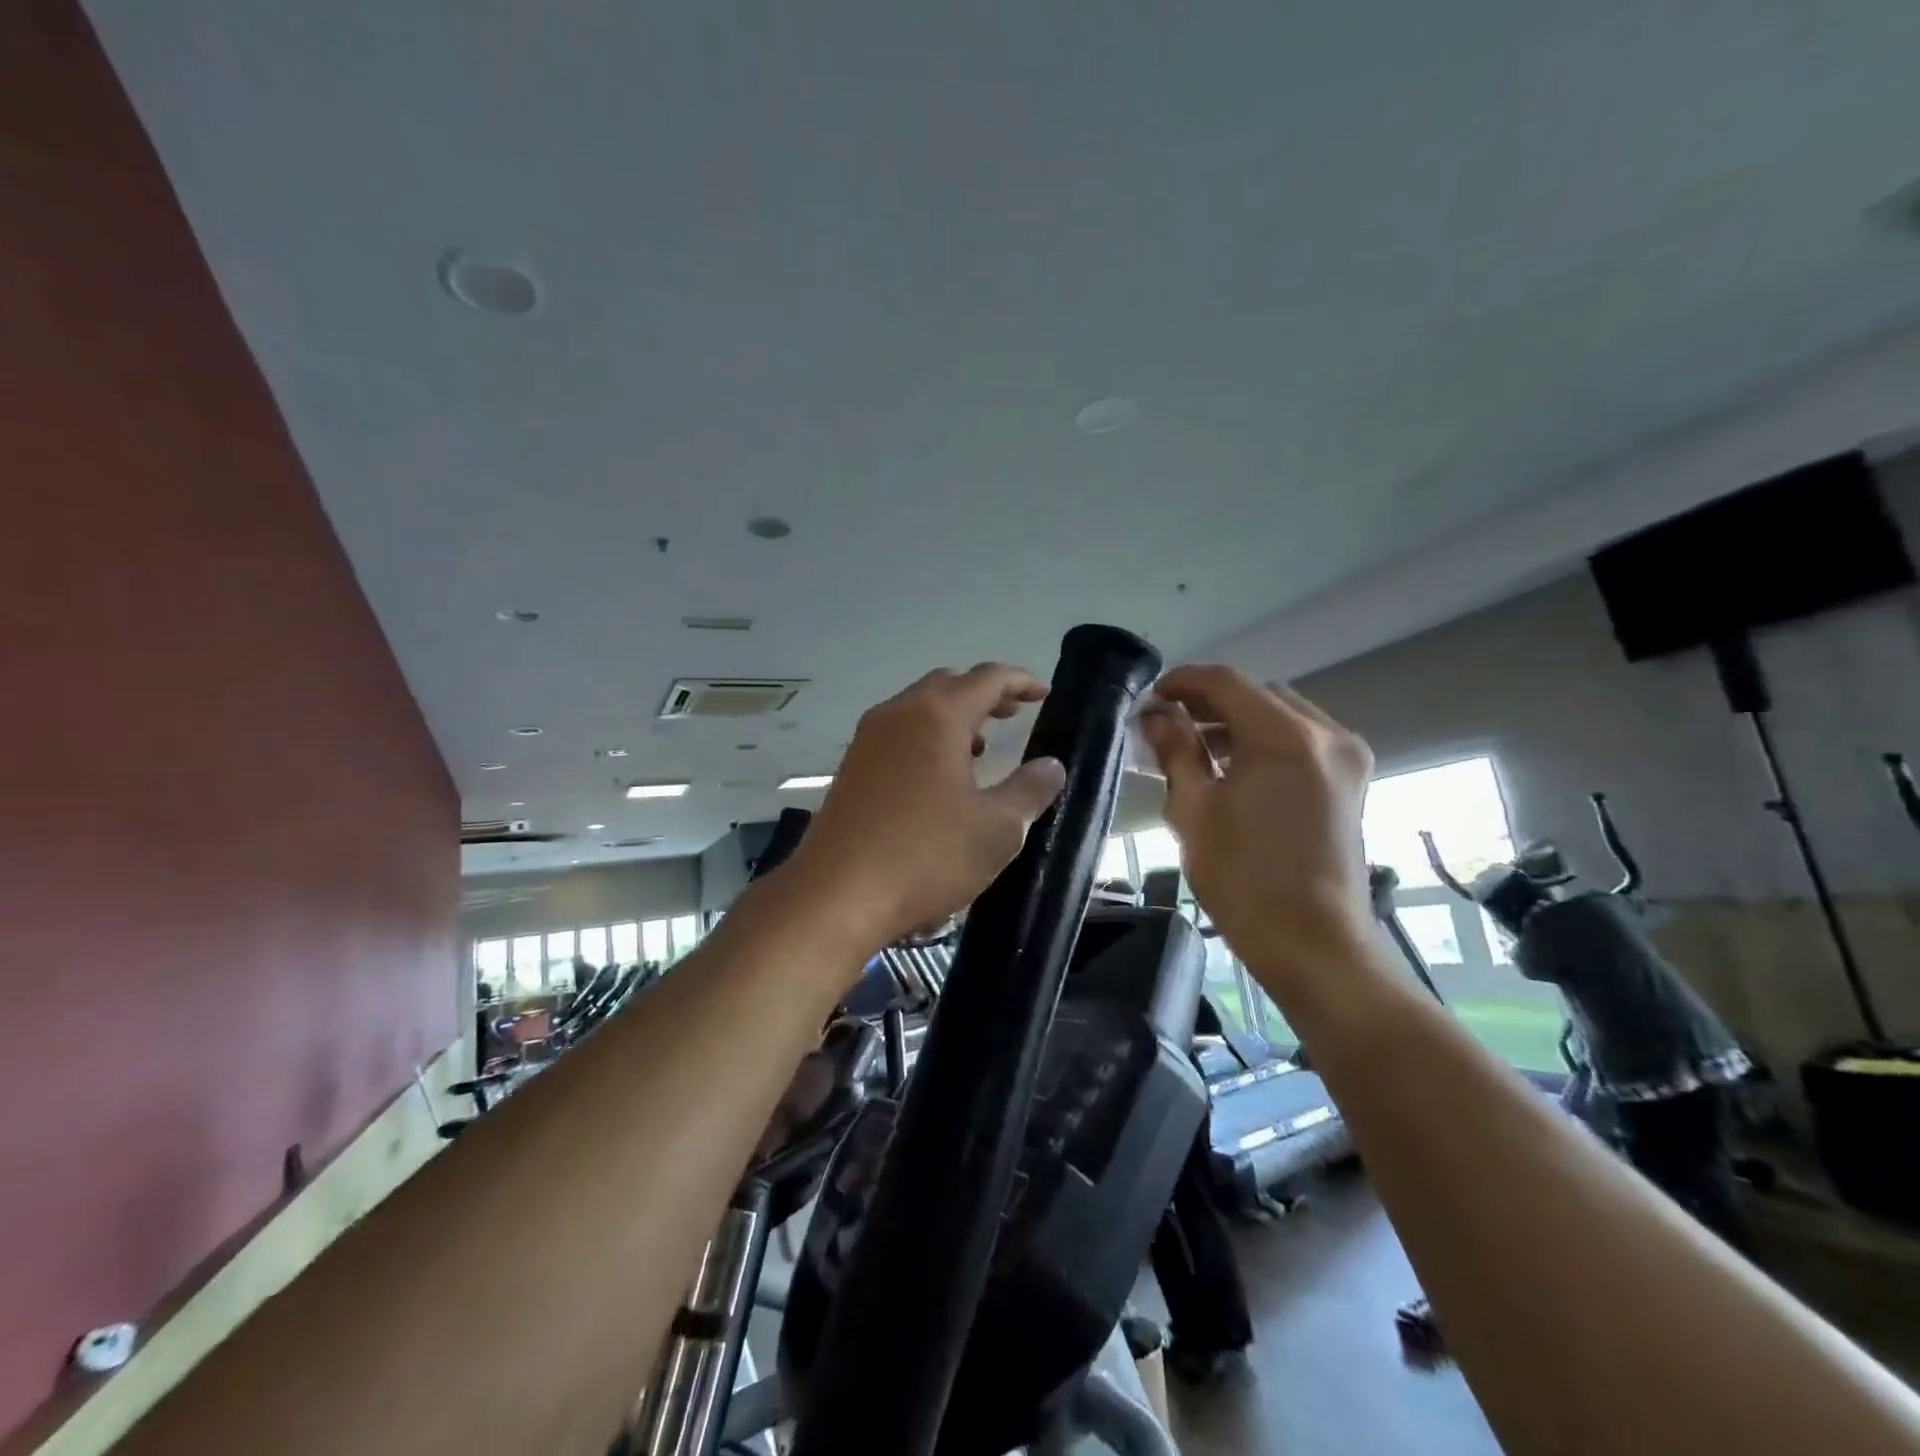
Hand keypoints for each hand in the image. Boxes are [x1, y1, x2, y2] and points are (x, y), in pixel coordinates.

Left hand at [787, 664, 1067, 951]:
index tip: (1043, 694)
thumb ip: (1030, 790)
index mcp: (937, 717)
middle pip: (948, 685)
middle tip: (1013, 715)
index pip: (987, 678)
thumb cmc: (925, 857)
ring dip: (952, 717)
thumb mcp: (996, 830)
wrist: (836, 895)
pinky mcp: (850, 767)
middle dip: (984, 694)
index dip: (1020, 681)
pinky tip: (937, 778)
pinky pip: (896, 733)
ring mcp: (867, 739)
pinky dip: (925, 737)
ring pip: (917, 708)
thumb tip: (1051, 766)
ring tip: (979, 748)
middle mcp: (898, 714)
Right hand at [1141, 666, 1376, 995]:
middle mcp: (1326, 735)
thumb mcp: (1194, 811)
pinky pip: (1302, 740)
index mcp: (1286, 737)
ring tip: (1196, 750)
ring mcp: (1346, 758)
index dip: (1184, 682)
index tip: (1151, 698)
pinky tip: (1234, 770)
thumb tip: (1156, 717)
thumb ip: (1176, 752)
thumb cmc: (1244, 879)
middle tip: (1168, 726)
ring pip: (1282, 714)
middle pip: (1258, 694)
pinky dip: (1265, 741)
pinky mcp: (1350, 782)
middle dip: (1210, 702)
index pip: (1227, 683)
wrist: (1314, 944)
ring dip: (1238, 722)